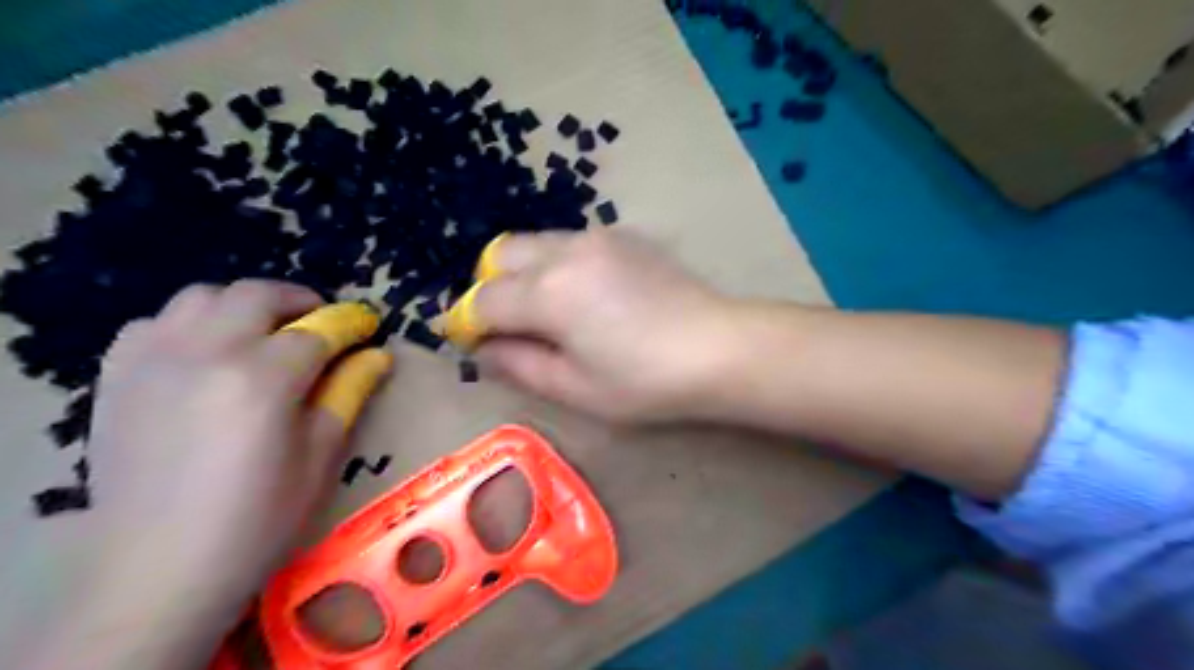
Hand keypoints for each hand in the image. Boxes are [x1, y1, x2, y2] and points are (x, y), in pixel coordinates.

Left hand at [36, 280, 389, 668]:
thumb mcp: (320, 457)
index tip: (368, 325)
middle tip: (322, 324)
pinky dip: (192, 324)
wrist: (157, 567)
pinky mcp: (118, 376)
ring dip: (245, 305)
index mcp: (263, 378)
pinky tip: (207, 353)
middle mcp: (206, 353)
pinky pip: (156, 322)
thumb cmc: (258, 517)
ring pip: (203, 297)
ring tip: (265, 333)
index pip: (318, 330)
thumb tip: (378, 355)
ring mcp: (153, 360)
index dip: (349, 323)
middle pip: (258, 296)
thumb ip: (349, 394)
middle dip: (300, 301)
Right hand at [466, 227, 737, 418]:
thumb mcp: (574, 387)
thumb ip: (518, 364)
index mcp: (548, 292)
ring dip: (523, 273)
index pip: (483, 300)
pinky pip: (569, 242)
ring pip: (535, 243)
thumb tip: (483, 349)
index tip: (473, 344)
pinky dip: (557, 264)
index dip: (467, 323)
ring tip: (549, 312)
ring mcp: (596, 236)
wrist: (718, 347)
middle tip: (510, 326)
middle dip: (490, 288)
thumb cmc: (644, 381)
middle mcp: (565, 251)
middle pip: (500, 255)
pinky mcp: (623, 236)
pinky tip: (587, 296)